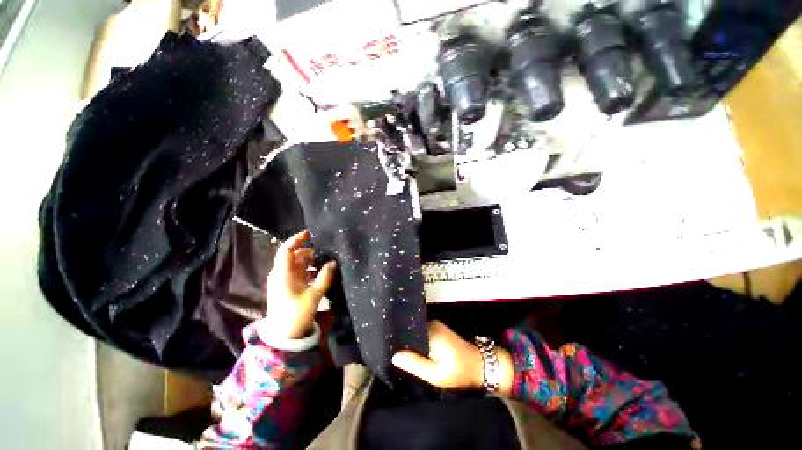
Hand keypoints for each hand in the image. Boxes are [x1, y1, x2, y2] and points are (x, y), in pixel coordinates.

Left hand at [264, 230, 336, 339]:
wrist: (284, 335)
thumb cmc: (296, 315)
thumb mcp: (313, 296)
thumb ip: (324, 277)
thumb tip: (333, 262)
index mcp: (283, 274)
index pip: (287, 250)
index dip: (297, 239)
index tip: (310, 233)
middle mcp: (281, 274)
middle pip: (294, 255)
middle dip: (309, 250)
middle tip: (326, 250)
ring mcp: (284, 280)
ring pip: (298, 263)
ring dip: (311, 260)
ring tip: (326, 259)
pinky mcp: (288, 286)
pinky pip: (299, 271)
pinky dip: (309, 268)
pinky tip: (320, 271)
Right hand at [391, 321, 513, 392]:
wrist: (481, 365)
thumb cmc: (459, 372)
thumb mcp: (436, 374)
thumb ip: (415, 364)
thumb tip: (394, 355)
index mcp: (430, 331)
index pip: (406, 331)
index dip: (396, 340)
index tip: (387, 348)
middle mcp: (431, 324)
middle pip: (410, 331)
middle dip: (402, 342)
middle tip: (393, 355)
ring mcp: (435, 326)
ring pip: (415, 333)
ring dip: (410, 343)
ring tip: (400, 354)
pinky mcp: (438, 330)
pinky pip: (422, 334)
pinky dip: (417, 343)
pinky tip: (413, 352)